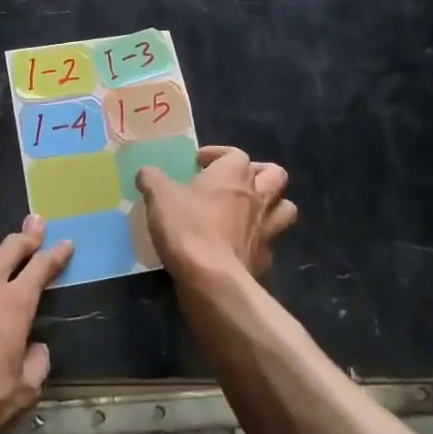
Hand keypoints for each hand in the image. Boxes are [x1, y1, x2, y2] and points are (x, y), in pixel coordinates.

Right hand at [136, 146, 295, 283]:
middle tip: (234, 182)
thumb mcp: (159, 196)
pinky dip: (259, 242)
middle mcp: (257, 197)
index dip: (218, 154)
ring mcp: (267, 229)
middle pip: (275, 175)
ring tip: (248, 211)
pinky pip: (270, 244)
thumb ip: (152, 179)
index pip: (235, 153)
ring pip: (285, 208)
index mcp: (234, 174)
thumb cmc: (188, 227)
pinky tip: (239, 247)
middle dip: (259, 174)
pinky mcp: (266, 260)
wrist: (213, 280)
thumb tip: (147, 173)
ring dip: (272, 206)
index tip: (198, 163)